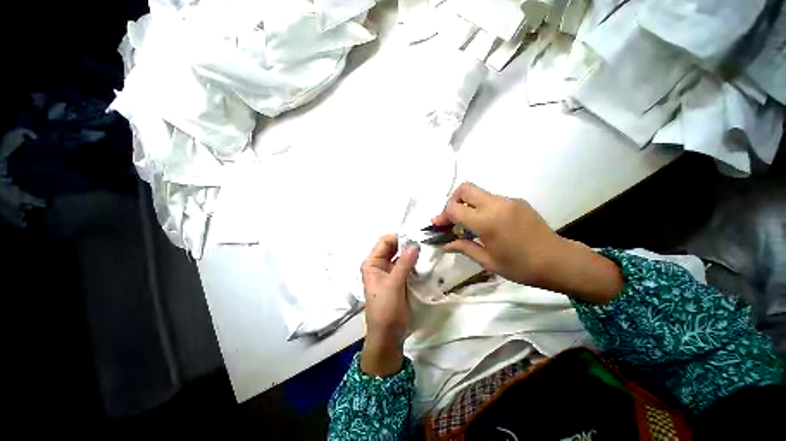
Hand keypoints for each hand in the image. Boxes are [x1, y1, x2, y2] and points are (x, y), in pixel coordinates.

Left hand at [359, 235, 418, 375]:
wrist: (388, 334)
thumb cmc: (385, 308)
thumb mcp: (394, 284)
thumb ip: (404, 263)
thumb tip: (415, 244)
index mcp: (372, 263)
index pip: (384, 242)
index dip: (398, 238)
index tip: (415, 239)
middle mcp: (379, 264)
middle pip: (393, 247)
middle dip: (406, 244)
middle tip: (423, 243)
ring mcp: (389, 272)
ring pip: (400, 256)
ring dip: (411, 253)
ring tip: (425, 250)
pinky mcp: (398, 279)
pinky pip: (406, 265)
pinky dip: (413, 262)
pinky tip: (423, 261)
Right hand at [433, 182, 622, 302]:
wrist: (559, 262)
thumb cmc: (520, 267)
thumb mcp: (487, 261)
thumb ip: (463, 247)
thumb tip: (444, 244)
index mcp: (486, 222)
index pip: (454, 208)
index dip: (442, 215)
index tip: (439, 225)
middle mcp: (496, 205)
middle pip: (464, 189)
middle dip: (452, 201)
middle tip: (452, 218)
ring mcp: (508, 200)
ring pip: (478, 193)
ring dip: (467, 204)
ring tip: (468, 224)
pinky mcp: (517, 201)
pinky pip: (492, 199)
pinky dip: (482, 207)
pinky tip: (487, 223)